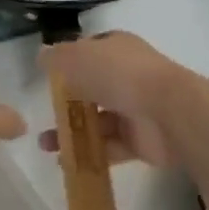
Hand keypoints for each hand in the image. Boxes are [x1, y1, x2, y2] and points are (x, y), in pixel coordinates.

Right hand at [37, 33, 184, 167]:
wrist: (166, 112)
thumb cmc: (118, 74)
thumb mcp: (75, 57)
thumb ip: (55, 58)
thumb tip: (42, 56)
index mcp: (115, 48)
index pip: (88, 51)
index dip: (68, 62)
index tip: (49, 78)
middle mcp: (127, 75)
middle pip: (92, 87)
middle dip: (67, 102)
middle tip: (44, 114)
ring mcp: (135, 108)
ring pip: (98, 120)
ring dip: (72, 131)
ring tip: (46, 145)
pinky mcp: (141, 140)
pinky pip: (109, 147)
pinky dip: (88, 154)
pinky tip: (64, 161)